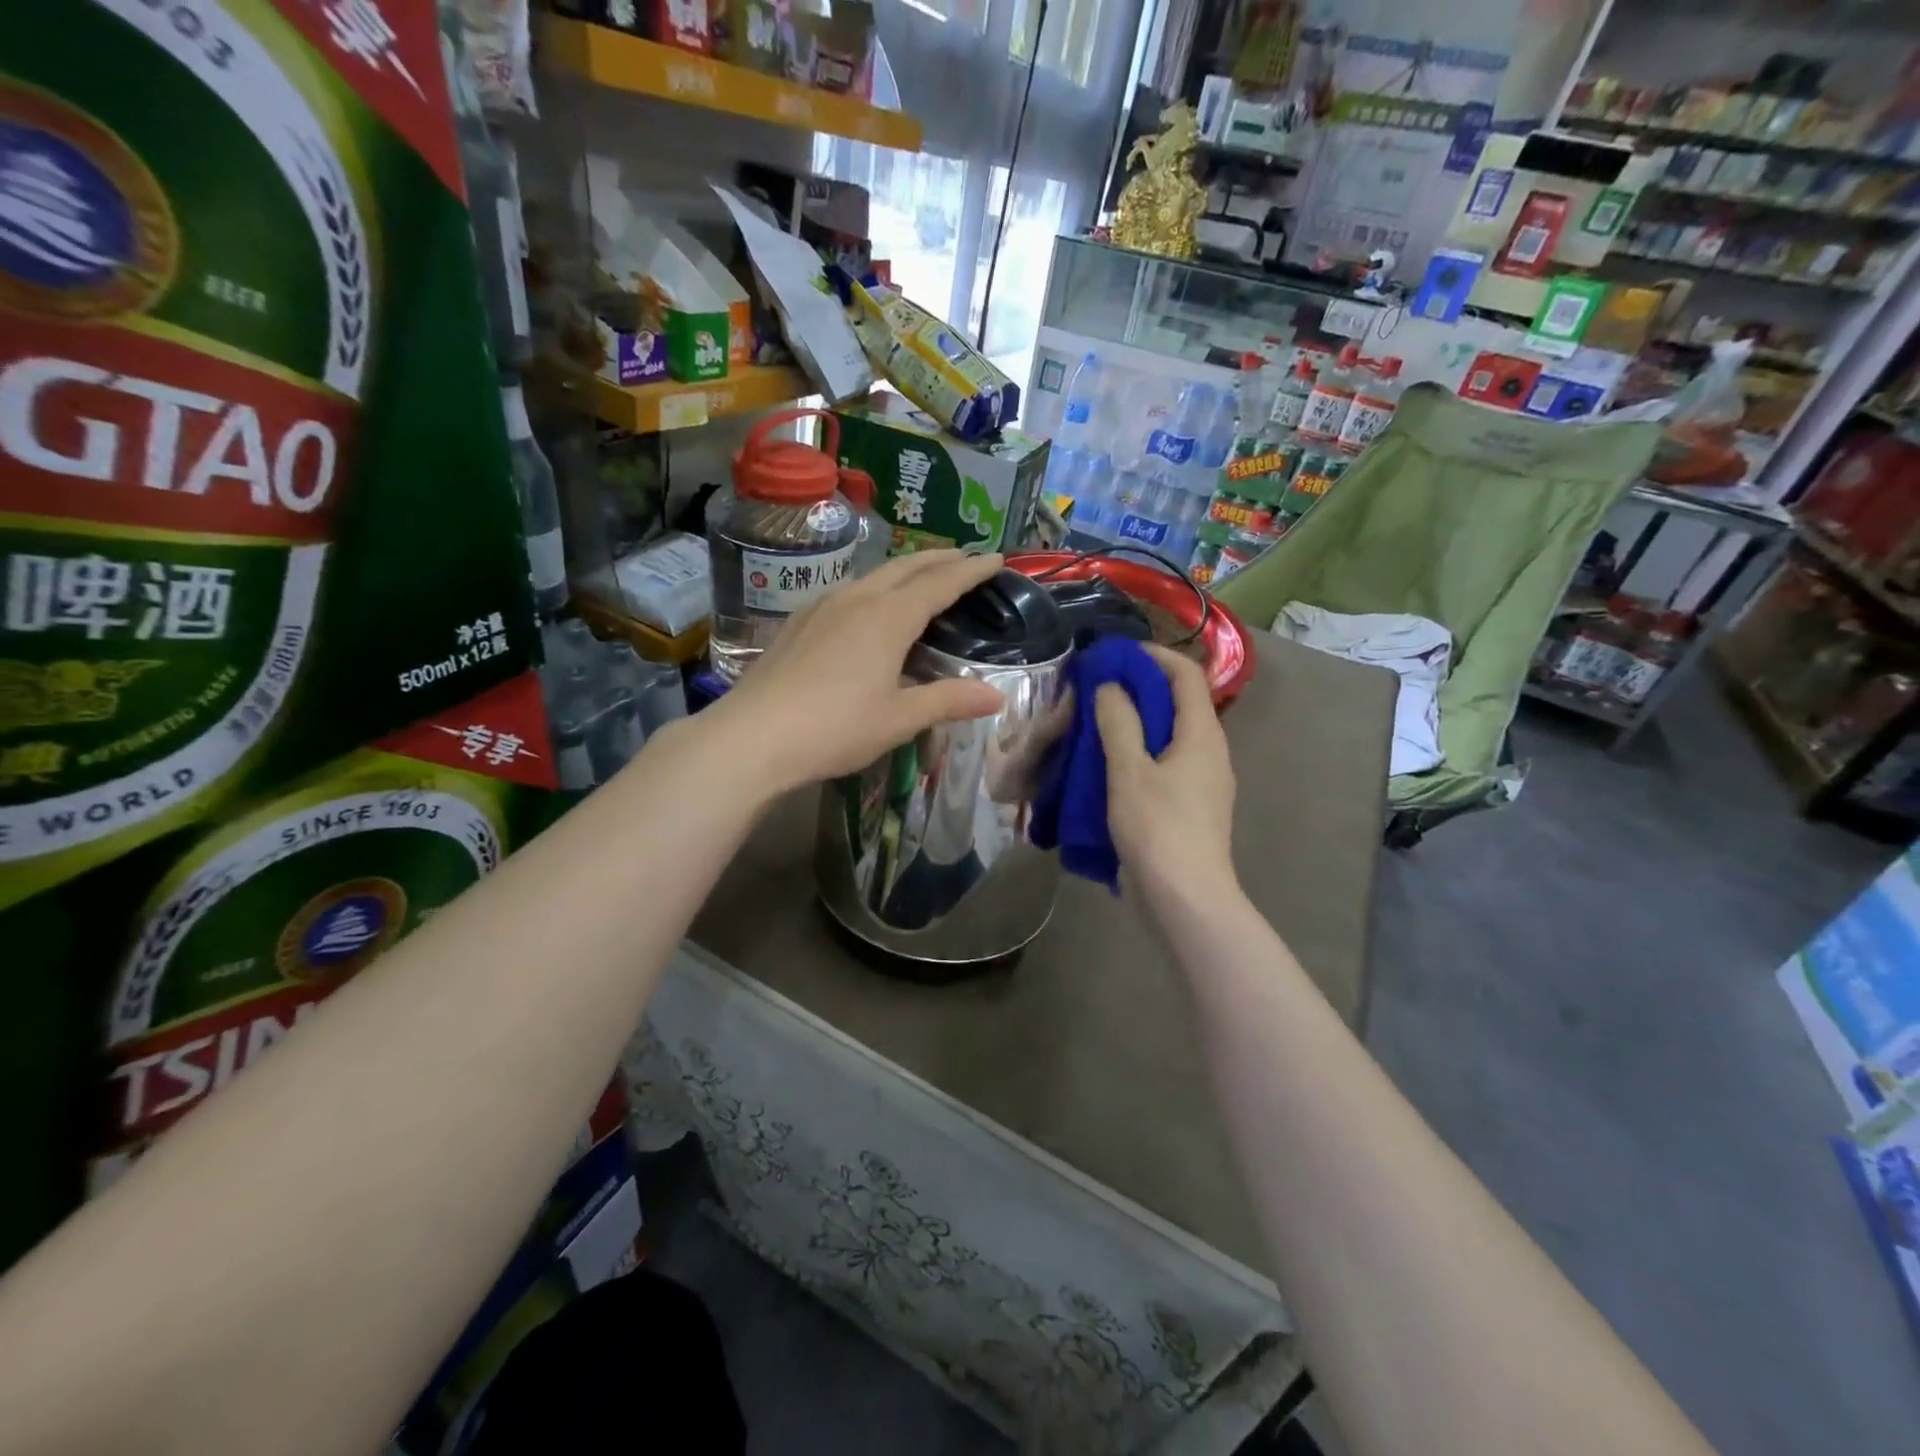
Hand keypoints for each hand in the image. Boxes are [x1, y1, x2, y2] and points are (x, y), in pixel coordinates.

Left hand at [709, 550, 1007, 792]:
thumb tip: (997, 697)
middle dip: (939, 559)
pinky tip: (866, 607)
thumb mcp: (899, 719)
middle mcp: (856, 600)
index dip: (970, 571)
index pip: (940, 584)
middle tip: (965, 557)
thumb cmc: (835, 728)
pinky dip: (873, 588)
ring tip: (920, 577)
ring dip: (904, 571)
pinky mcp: (797, 623)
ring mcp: (821, 608)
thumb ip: (949, 701)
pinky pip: (846, 592)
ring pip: (872, 576)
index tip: (995, 558)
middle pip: (905, 568)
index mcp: (888, 618)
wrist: (752, 736)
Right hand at [1094, 645, 1235, 901]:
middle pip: (1180, 704)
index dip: (1155, 656)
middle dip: (1141, 689)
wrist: (1186, 900)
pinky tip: (1110, 767)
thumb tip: (1112, 685)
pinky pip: (1166, 764)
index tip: (1117, 655)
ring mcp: (1204, 783)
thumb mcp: (1129, 770)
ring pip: (1171, 736)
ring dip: (1138, 723)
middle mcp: (1210, 752)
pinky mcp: (1191, 807)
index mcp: (1202, 735)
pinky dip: (1140, 753)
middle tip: (1099, 689)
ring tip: (1098, 724)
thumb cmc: (1158, 829)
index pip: (1187, 675)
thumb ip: (1119, 722)